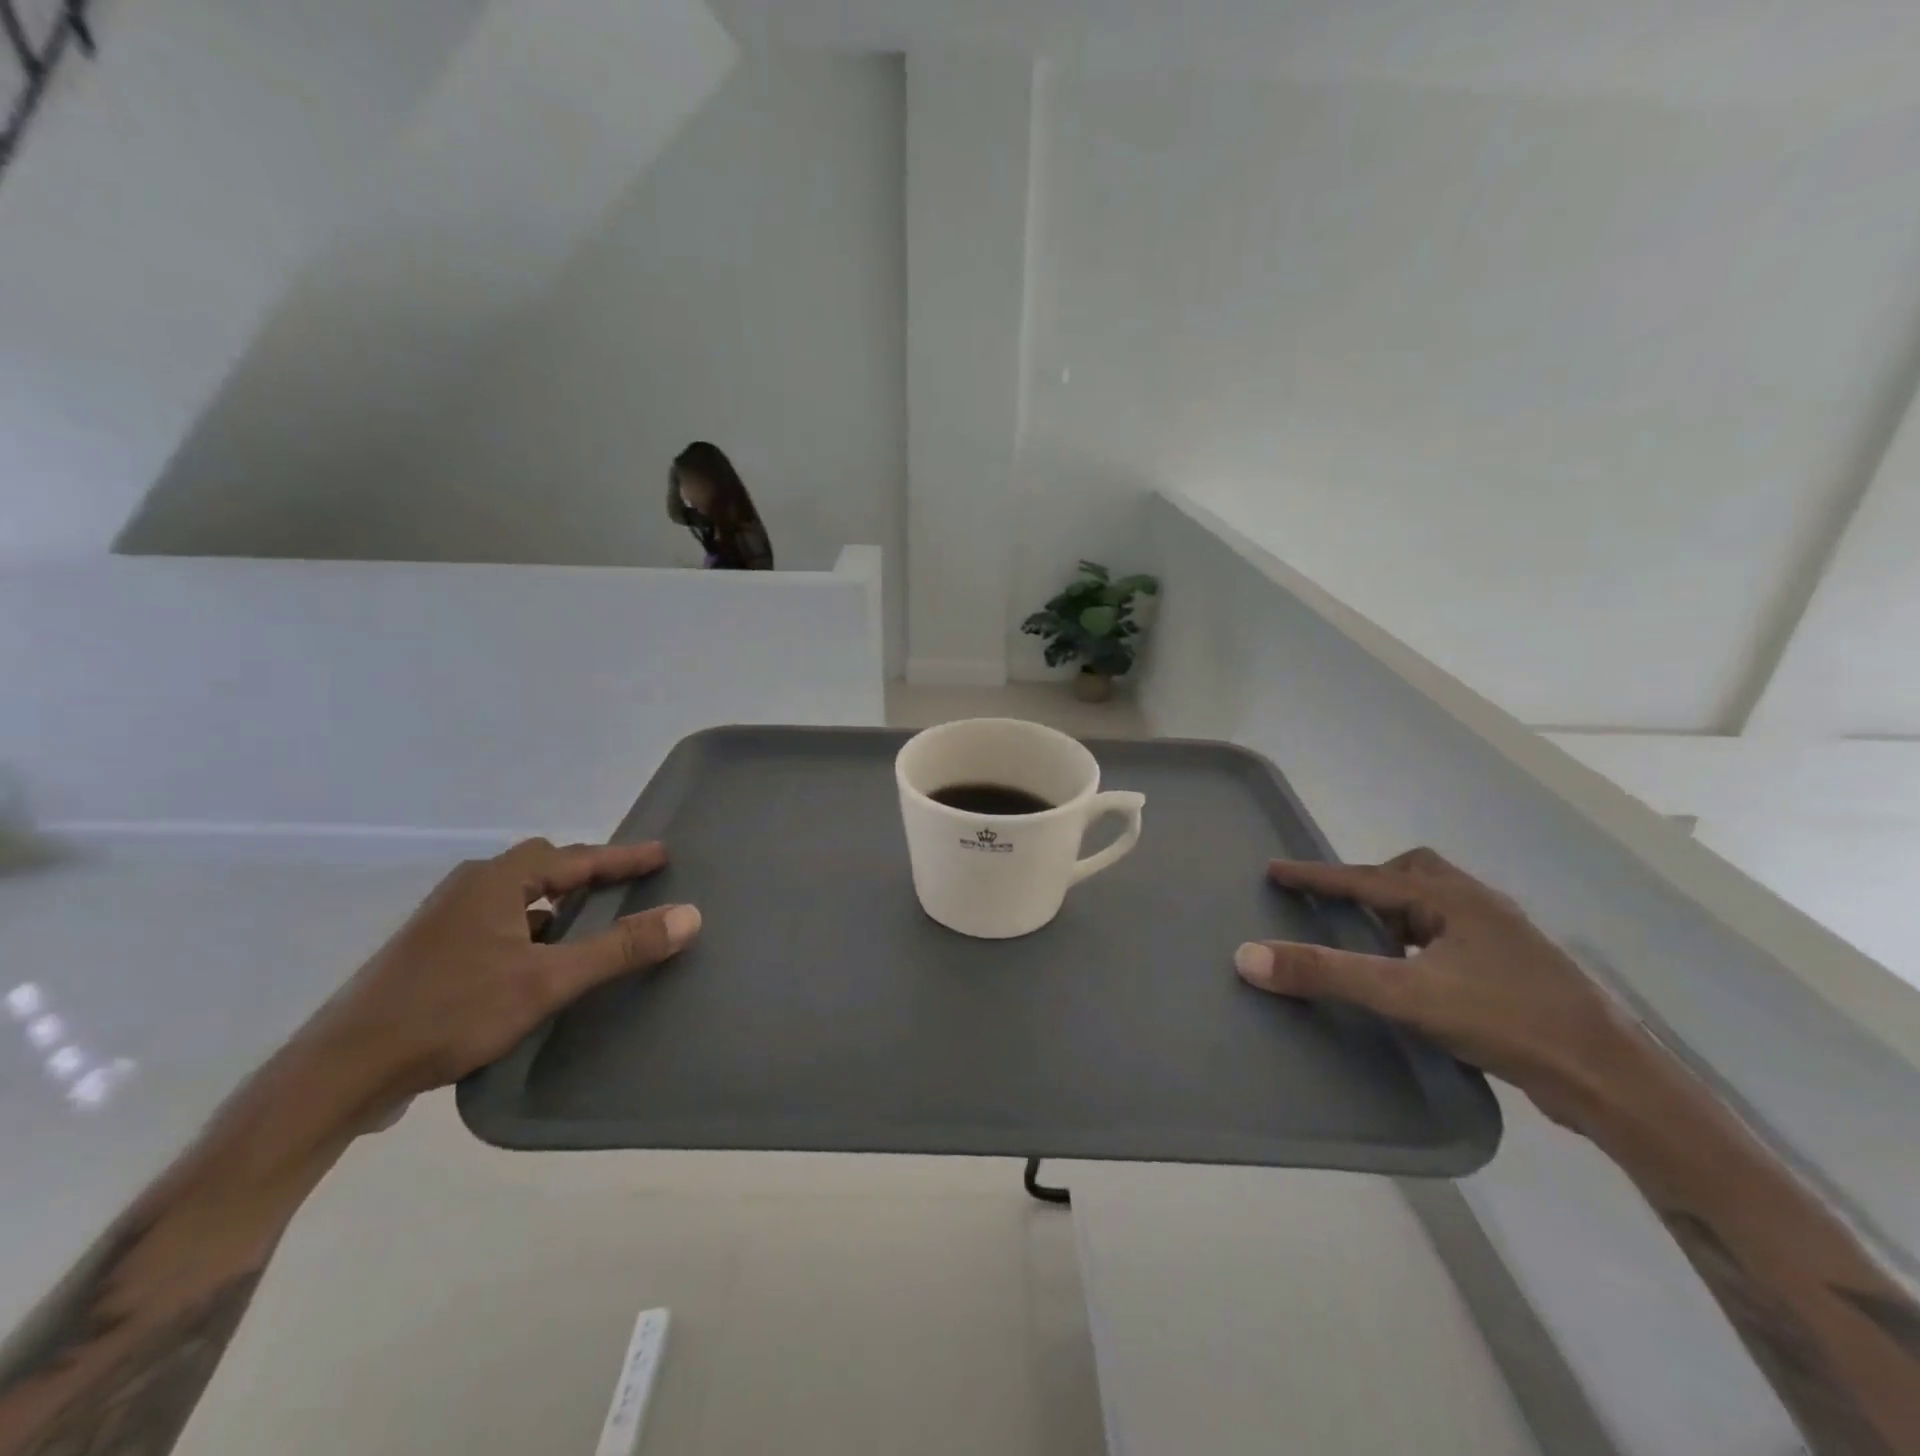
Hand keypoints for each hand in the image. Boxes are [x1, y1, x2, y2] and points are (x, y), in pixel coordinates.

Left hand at [294, 838, 699, 1122]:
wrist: (339, 1073)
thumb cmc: (451, 1011)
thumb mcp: (547, 980)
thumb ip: (620, 947)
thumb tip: (690, 915)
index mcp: (496, 882)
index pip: (576, 857)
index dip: (622, 857)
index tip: (662, 855)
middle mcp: (468, 889)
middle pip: (542, 868)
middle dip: (586, 873)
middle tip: (625, 885)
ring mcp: (444, 921)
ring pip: (517, 898)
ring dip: (556, 904)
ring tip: (590, 922)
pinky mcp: (430, 953)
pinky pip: (498, 924)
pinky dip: (530, 930)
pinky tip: (539, 962)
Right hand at [1234, 847, 1650, 1131]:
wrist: (1614, 1081)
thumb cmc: (1507, 1021)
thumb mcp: (1405, 995)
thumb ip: (1326, 974)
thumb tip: (1247, 956)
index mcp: (1453, 899)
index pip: (1366, 877)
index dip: (1316, 875)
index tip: (1274, 870)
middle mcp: (1480, 907)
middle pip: (1413, 874)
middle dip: (1370, 884)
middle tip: (1338, 908)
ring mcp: (1506, 939)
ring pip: (1438, 906)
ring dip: (1398, 914)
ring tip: (1372, 943)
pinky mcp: (1518, 972)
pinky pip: (1454, 936)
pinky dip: (1423, 941)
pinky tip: (1417, 975)